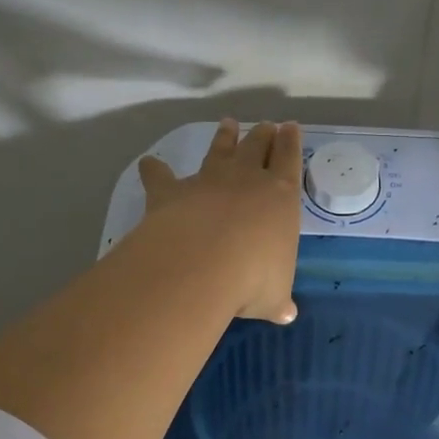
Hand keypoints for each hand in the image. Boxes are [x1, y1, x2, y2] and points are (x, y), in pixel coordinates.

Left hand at [137, 119, 302, 323]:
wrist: (202, 264)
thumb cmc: (253, 278)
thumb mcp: (273, 295)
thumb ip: (278, 300)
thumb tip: (286, 314)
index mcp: (281, 197)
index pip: (289, 160)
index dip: (291, 143)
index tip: (291, 127)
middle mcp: (247, 179)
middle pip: (257, 146)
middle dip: (263, 135)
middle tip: (267, 125)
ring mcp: (208, 180)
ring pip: (219, 150)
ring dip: (224, 137)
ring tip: (228, 124)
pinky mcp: (172, 191)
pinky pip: (161, 175)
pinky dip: (154, 169)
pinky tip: (148, 163)